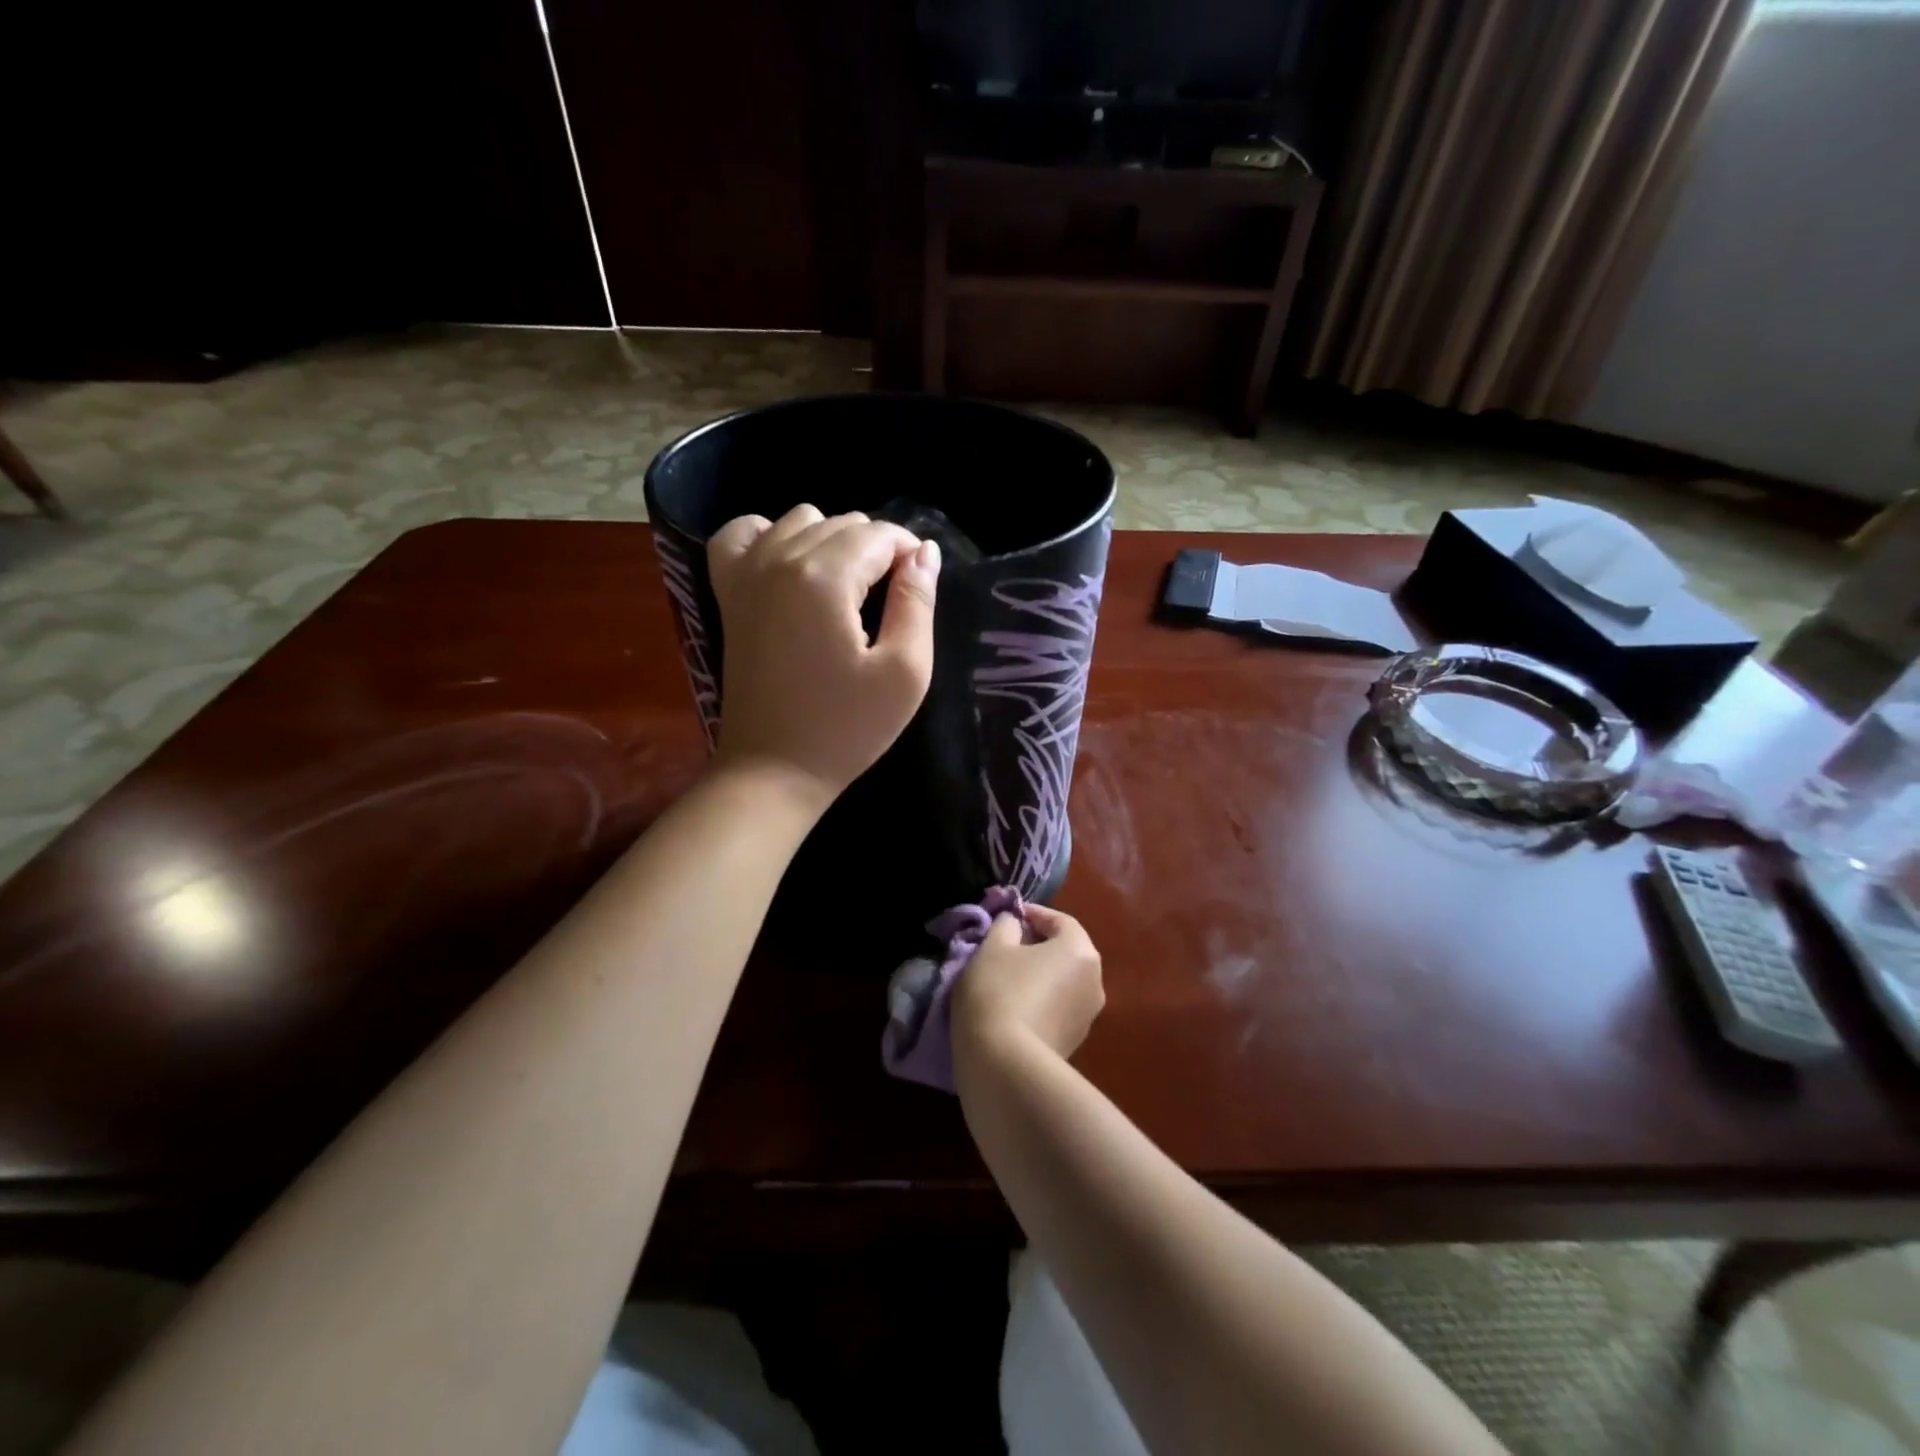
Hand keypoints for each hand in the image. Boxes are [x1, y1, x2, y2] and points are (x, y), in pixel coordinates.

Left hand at [707, 505, 939, 805]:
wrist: (773, 769)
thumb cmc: (846, 728)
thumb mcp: (904, 673)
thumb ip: (917, 603)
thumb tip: (926, 552)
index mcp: (825, 576)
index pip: (881, 535)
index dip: (911, 555)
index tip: (920, 592)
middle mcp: (779, 558)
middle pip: (843, 523)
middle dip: (876, 550)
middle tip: (889, 603)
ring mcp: (746, 572)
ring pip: (800, 520)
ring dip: (832, 541)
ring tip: (848, 590)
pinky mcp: (728, 592)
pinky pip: (744, 533)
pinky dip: (771, 536)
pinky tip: (791, 565)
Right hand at [954, 904, 1104, 1063]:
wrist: (1005, 1065)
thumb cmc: (999, 991)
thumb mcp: (992, 948)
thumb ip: (1006, 926)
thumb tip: (1015, 923)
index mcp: (1080, 950)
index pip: (1060, 920)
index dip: (1032, 914)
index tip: (1007, 917)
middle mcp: (1095, 980)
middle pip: (1066, 951)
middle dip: (1038, 945)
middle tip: (1005, 947)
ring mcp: (1089, 1015)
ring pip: (1063, 981)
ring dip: (1040, 975)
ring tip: (1006, 979)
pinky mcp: (1075, 1043)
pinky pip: (1059, 1008)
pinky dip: (1041, 1001)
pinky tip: (1014, 1008)